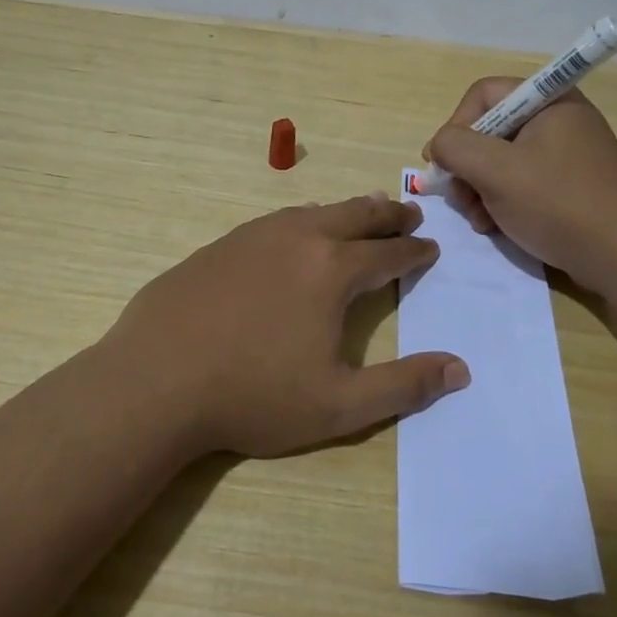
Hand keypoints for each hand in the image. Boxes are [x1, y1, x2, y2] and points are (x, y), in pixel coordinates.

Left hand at [101, 195, 469, 457]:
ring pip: (313, 211)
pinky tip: (295, 231)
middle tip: (408, 214)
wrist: (156, 380)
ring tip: (361, 211)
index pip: (388, 253)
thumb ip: (403, 386)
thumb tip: (460, 369)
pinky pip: (275, 221)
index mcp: (332, 270)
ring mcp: (253, 236)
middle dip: (387, 214)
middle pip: (355, 215)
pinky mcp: (220, 245)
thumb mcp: (339, 405)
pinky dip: (302, 219)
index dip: (415, 252)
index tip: (431, 248)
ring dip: (345, 211)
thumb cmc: (253, 396)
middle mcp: (297, 239)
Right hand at [423, 80, 616, 291]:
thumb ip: (455, 147)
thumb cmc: (559, 204)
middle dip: (466, 166)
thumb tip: (439, 145)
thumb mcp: (496, 171)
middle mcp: (558, 120)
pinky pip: (523, 183)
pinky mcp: (570, 186)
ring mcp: (566, 154)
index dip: (456, 125)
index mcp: (548, 101)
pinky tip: (497, 227)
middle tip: (460, 199)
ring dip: (480, 190)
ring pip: (502, 161)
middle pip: (490, 129)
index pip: (483, 94)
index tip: (444, 163)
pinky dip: (503, 202)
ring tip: (480, 220)